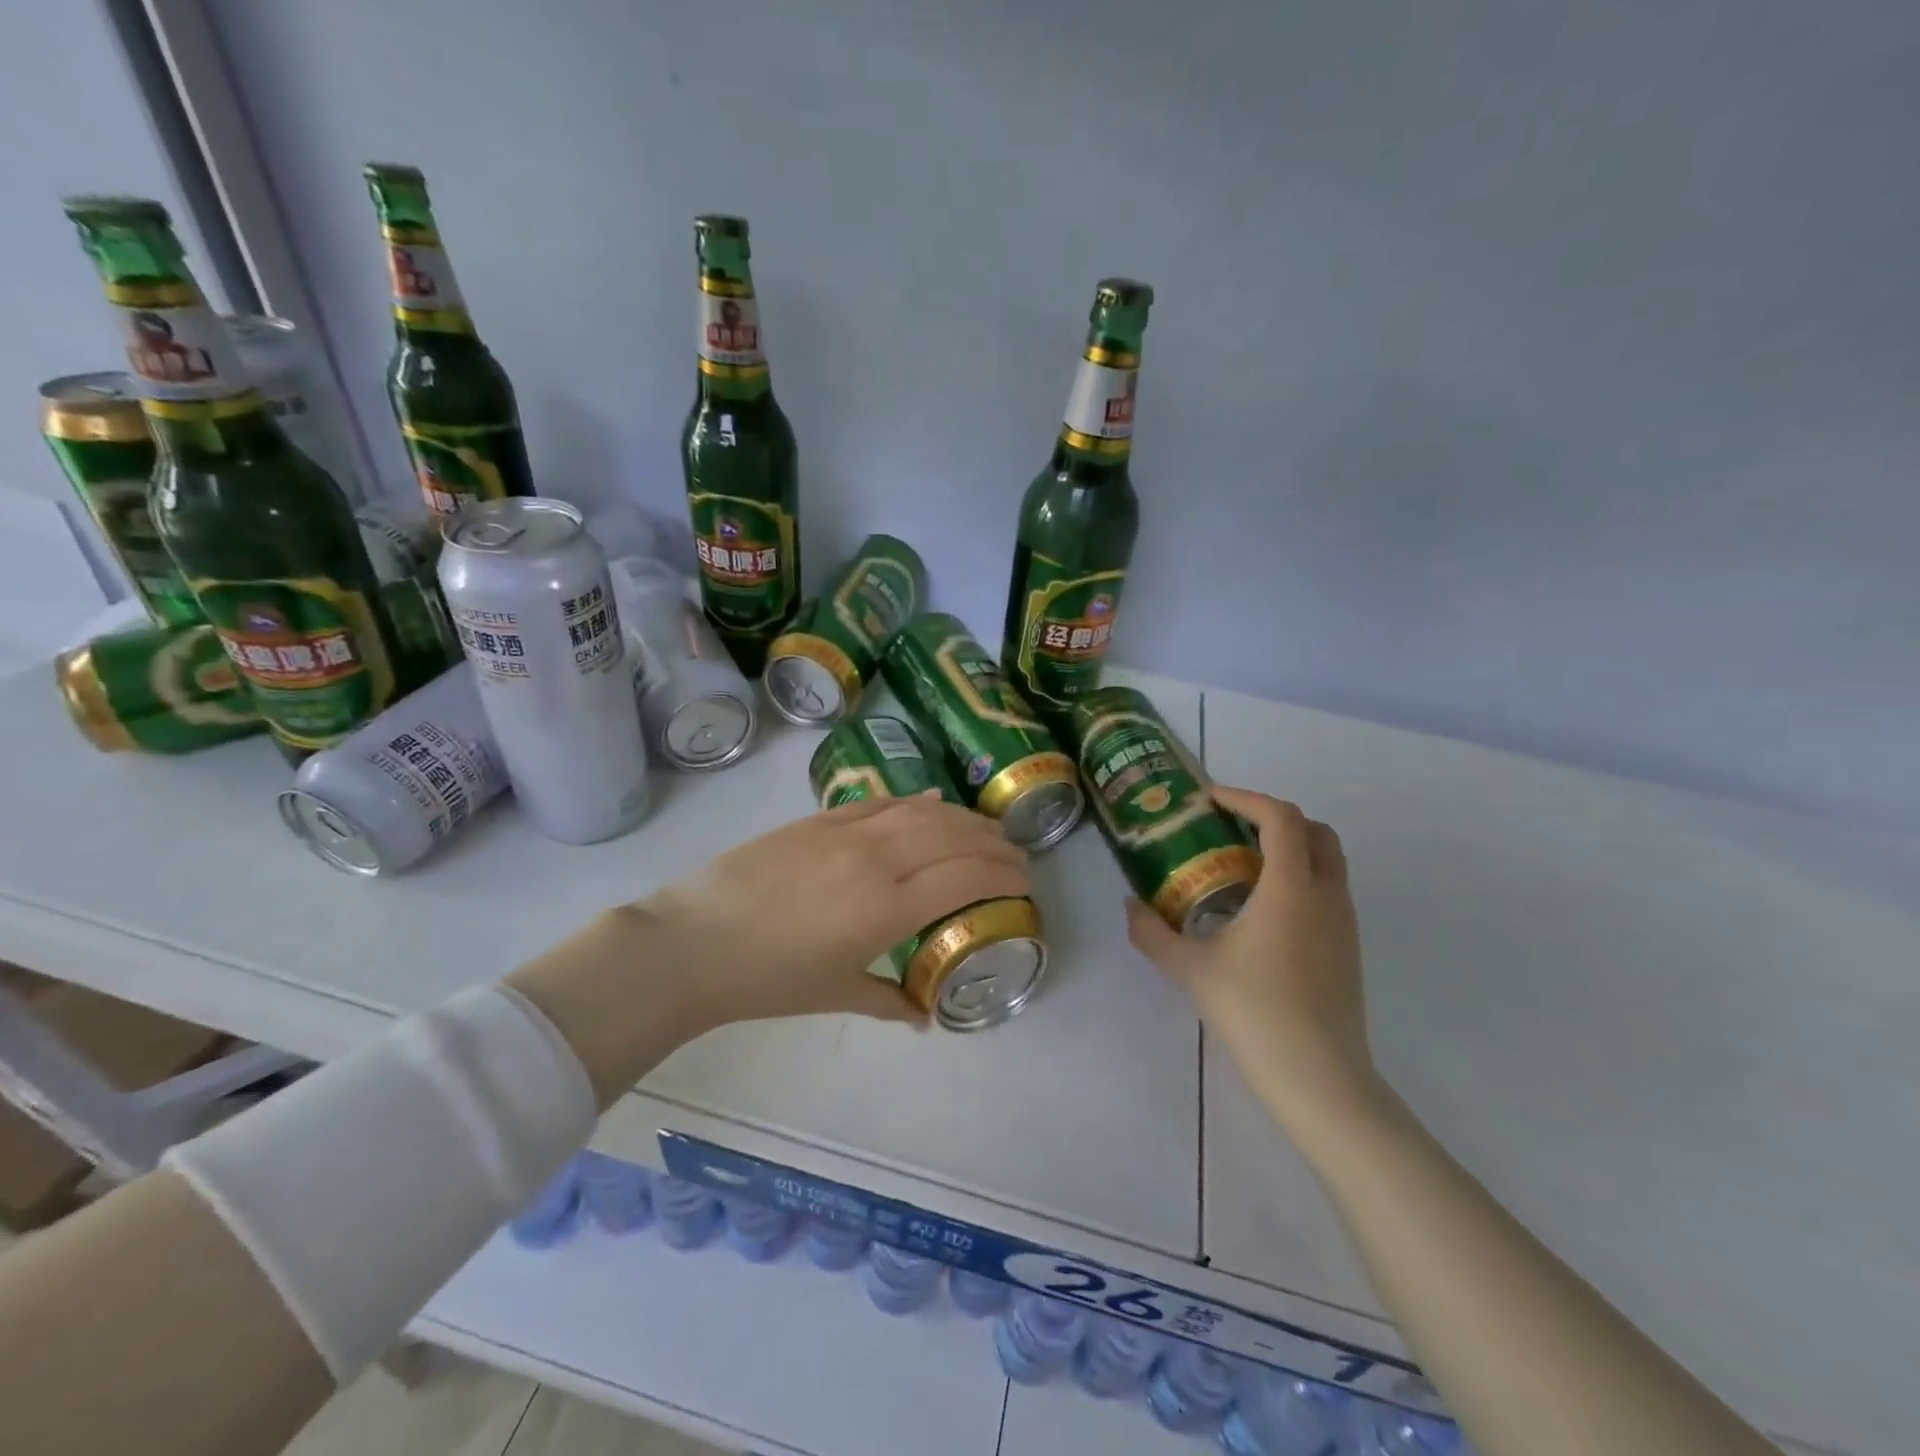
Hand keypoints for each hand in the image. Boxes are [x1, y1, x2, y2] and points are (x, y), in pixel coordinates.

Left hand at [627, 793, 1031, 1029]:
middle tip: (1015, 853)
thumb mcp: (835, 994)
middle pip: (953, 837)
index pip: (966, 877)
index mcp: (888, 907)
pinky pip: (880, 802)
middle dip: (993, 842)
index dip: (1003, 873)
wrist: (693, 942)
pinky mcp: (819, 819)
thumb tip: (922, 1016)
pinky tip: (930, 803)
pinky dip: (914, 801)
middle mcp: (877, 859)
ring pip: (921, 811)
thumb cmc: (767, 979)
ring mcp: (847, 832)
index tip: (1025, 879)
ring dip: (961, 817)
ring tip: (983, 827)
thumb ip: (888, 1001)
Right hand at [1124, 786, 1383, 1143]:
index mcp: (1291, 889)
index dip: (1246, 798)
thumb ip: (1152, 933)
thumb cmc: (1254, 1011)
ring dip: (1290, 849)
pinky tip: (1262, 912)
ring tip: (1241, 867)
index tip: (1212, 799)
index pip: (1281, 818)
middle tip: (1231, 828)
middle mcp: (1326, 895)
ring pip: (1328, 862)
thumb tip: (1130, 906)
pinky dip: (1299, 879)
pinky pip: (1328, 891)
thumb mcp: (1189, 969)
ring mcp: (1345, 923)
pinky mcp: (1349, 949)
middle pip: (1316, 831)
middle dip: (1274, 818)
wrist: (1320, 1078)